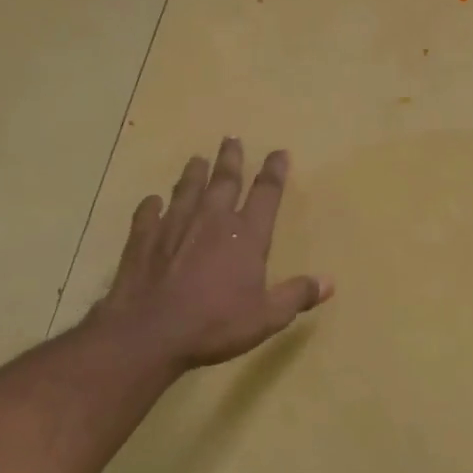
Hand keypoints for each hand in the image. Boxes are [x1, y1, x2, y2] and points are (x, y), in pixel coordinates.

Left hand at [95, 138, 331, 370]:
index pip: (266, 194)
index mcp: (246, 236)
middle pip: (224, 180)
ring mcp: (174, 226)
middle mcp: (212, 220)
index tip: (279, 152)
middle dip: (231, 159)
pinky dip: (152, 205)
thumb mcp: (267, 317)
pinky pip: (148, 214)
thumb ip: (297, 295)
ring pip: (186, 189)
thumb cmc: (215, 325)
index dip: (274, 171)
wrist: (150, 333)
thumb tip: (329, 282)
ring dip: (194, 173)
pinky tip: (152, 201)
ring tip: (197, 159)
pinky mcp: (143, 239)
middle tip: (232, 138)